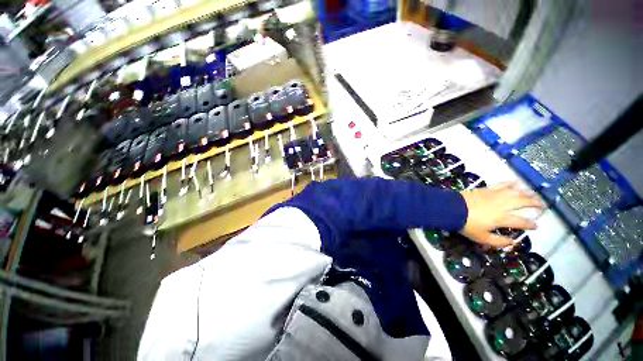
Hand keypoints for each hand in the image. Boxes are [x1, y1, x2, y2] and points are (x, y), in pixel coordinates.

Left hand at [460, 182, 544, 246]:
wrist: (452, 208)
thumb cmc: (466, 224)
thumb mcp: (482, 237)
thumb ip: (499, 241)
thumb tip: (513, 243)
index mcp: (503, 218)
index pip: (522, 222)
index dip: (530, 224)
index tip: (535, 226)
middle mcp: (503, 205)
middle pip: (523, 203)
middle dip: (535, 204)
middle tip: (542, 206)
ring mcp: (495, 195)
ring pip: (515, 192)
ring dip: (527, 193)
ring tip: (534, 194)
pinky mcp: (487, 189)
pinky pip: (502, 184)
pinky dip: (510, 183)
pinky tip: (516, 182)